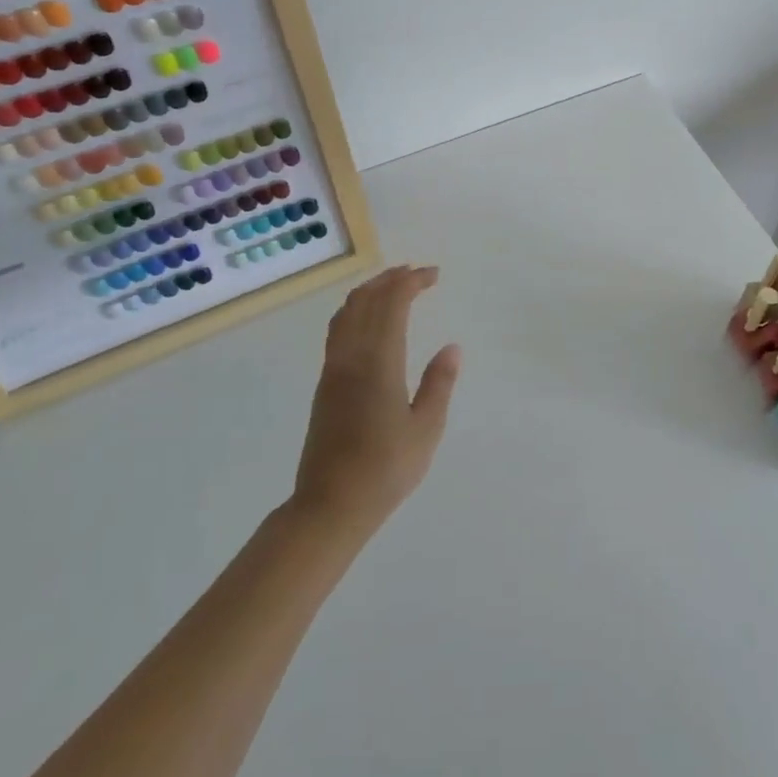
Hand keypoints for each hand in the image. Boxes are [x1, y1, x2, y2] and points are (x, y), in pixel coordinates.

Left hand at [292, 264, 461, 535]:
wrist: (330, 504)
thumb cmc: (385, 469)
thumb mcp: (426, 429)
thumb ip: (439, 383)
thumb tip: (452, 347)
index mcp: (379, 362)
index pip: (392, 304)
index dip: (411, 282)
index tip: (434, 274)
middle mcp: (351, 357)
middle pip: (366, 300)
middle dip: (392, 279)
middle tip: (418, 272)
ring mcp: (333, 369)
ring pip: (347, 312)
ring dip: (371, 291)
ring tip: (393, 285)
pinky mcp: (325, 383)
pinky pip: (338, 329)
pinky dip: (356, 309)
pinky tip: (368, 319)